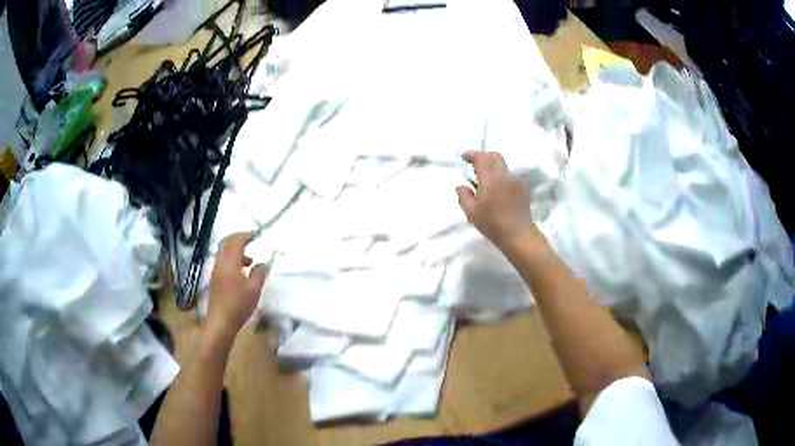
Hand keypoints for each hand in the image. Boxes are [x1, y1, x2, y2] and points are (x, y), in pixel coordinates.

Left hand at [207, 232, 266, 334]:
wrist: (220, 322)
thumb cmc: (238, 306)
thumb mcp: (254, 290)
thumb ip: (259, 274)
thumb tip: (261, 264)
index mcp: (230, 263)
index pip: (236, 241)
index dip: (245, 235)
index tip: (255, 235)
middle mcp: (220, 264)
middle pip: (226, 243)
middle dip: (238, 239)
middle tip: (250, 241)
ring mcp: (215, 271)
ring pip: (224, 253)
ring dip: (235, 251)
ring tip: (249, 261)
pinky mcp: (214, 280)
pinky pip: (222, 262)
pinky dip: (232, 260)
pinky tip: (241, 273)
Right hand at [456, 151, 534, 249]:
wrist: (518, 235)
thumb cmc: (493, 225)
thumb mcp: (472, 213)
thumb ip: (464, 196)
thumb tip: (461, 186)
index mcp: (490, 181)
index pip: (481, 158)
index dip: (472, 154)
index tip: (464, 158)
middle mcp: (504, 176)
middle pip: (495, 156)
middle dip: (484, 157)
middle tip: (475, 166)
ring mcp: (516, 181)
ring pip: (503, 166)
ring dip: (493, 168)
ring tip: (486, 183)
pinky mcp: (523, 188)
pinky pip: (509, 177)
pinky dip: (501, 178)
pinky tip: (498, 193)